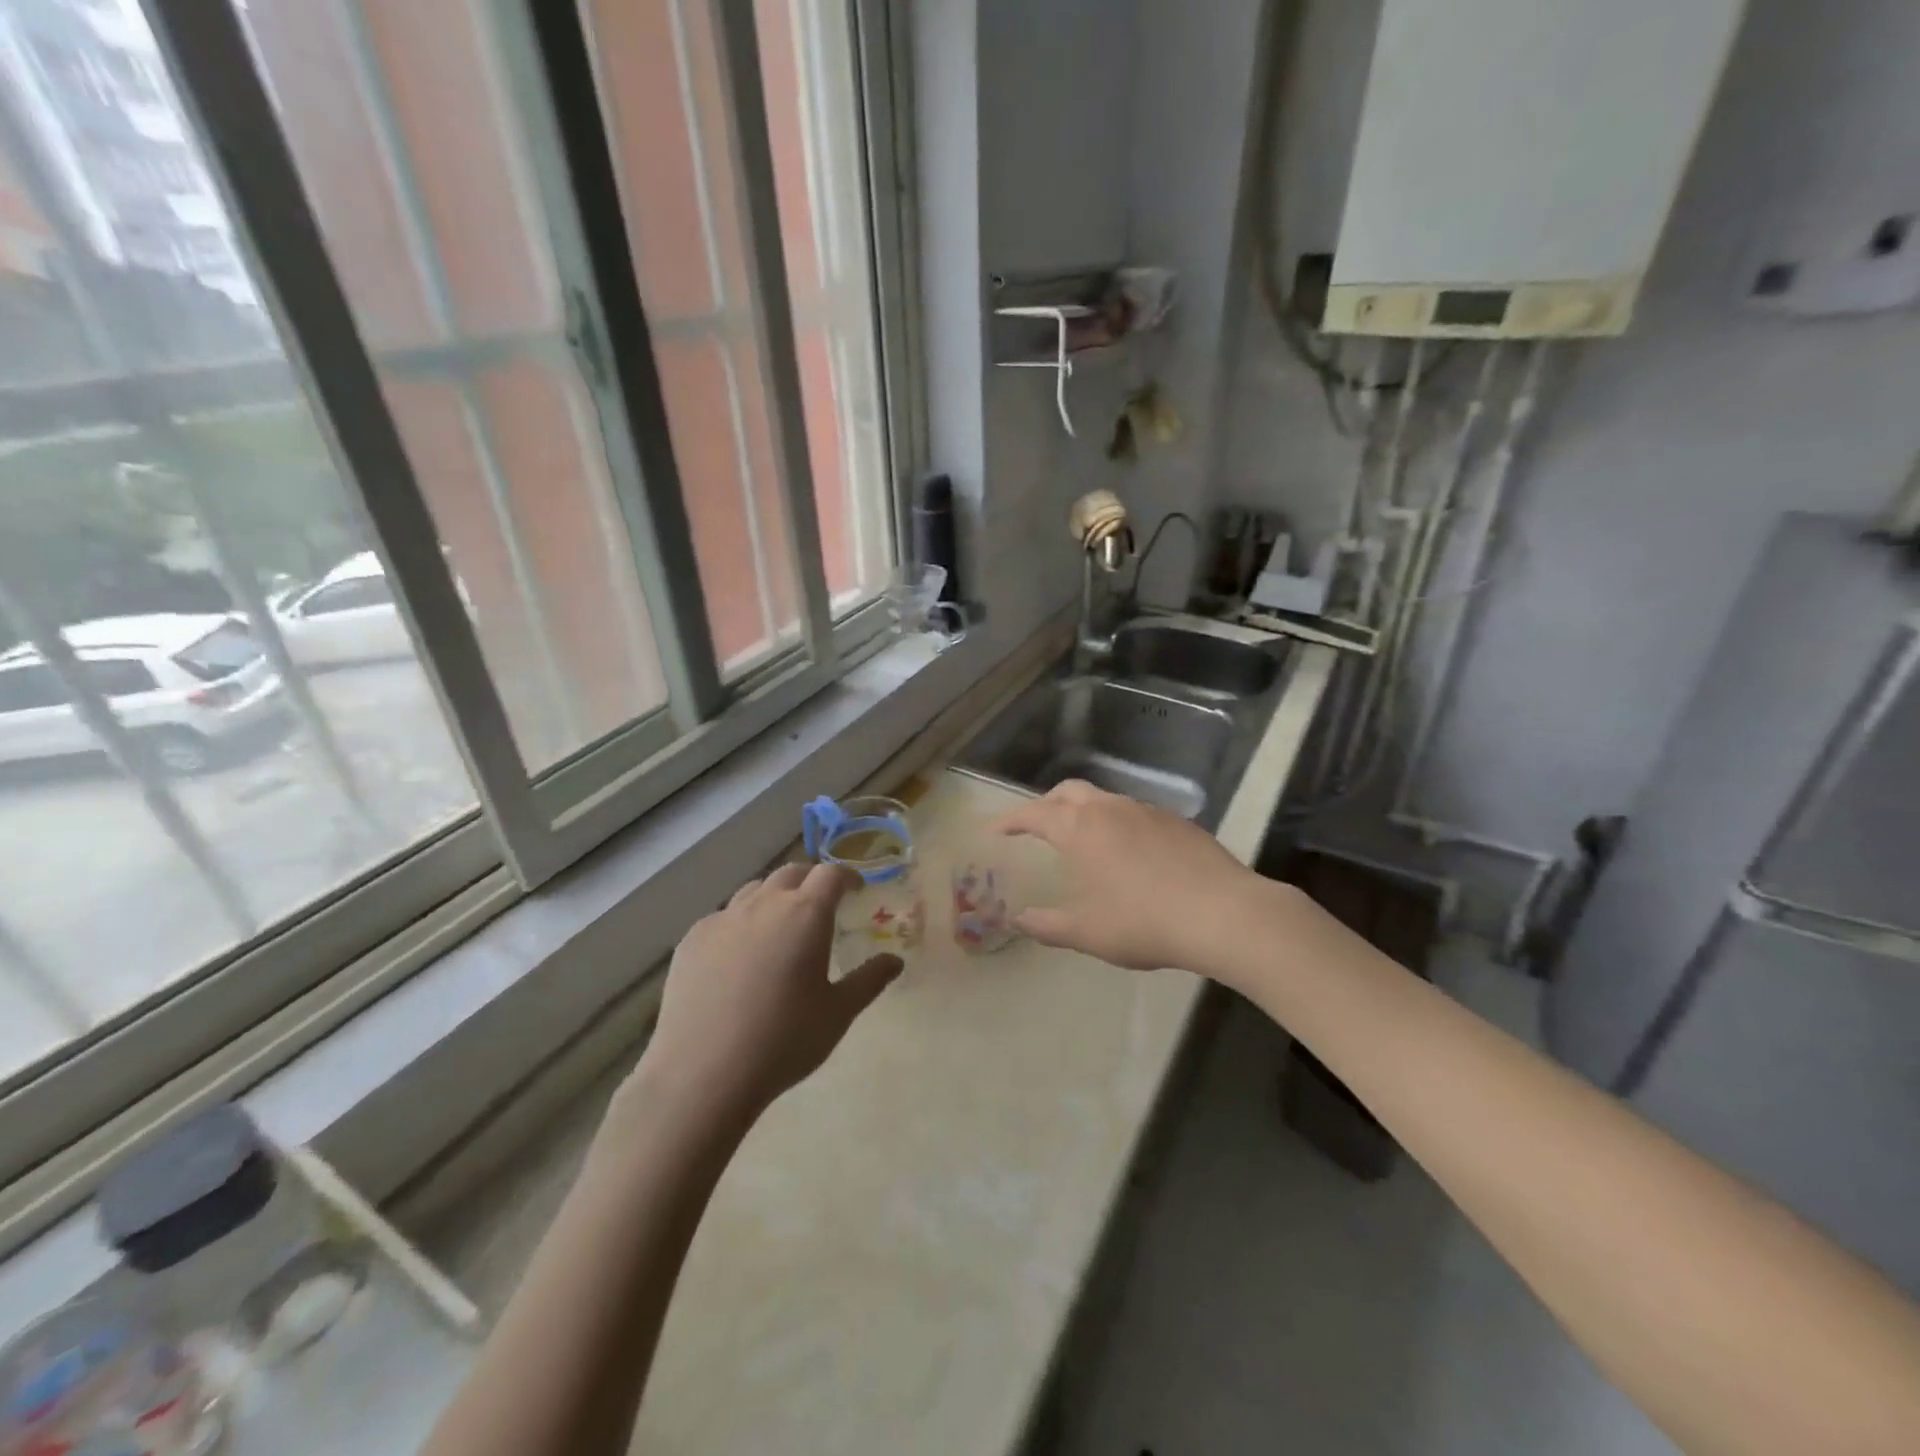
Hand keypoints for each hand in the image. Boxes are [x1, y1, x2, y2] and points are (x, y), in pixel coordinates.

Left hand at [631, 863, 902, 1127]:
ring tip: (780, 927)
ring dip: (774, 898)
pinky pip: (723, 917)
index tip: (856, 890)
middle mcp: (764, 904)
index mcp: (806, 914)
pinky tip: (740, 957)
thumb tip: (895, 961)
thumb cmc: (784, 1040)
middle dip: (811, 881)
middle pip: (791, 873)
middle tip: (821, 904)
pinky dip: (741, 923)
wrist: (703, 1073)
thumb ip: (869, 980)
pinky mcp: (692, 939)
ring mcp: (723, 919)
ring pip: (755, 891)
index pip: (831, 874)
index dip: (847, 877)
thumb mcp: (838, 1013)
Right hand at [991, 780, 1281, 983]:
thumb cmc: (1143, 922)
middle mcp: (1109, 809)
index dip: (1010, 821)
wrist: (1222, 913)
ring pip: (1104, 799)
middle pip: (1068, 791)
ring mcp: (1146, 810)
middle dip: (1046, 804)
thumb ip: (1046, 926)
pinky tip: (1130, 854)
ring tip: (1083, 841)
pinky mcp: (1177, 822)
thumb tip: (1019, 921)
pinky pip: (1135, 814)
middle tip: (1036, 827)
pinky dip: (1118, 824)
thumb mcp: (1086, 932)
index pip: (1033, 814)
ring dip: (1084, 812)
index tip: (994, 830)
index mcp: (1079, 829)